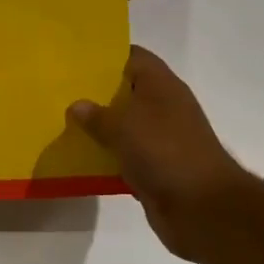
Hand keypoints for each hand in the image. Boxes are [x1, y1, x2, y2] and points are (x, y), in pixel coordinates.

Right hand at [68, 46, 255, 259]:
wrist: (202, 208)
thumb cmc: (164, 152)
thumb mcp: (124, 127)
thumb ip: (98, 115)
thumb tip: (77, 105)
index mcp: (162, 86)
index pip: (133, 57)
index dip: (106, 56)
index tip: (75, 60)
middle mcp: (164, 108)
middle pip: (127, 92)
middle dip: (96, 93)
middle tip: (61, 92)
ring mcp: (162, 139)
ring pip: (125, 126)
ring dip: (100, 128)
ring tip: (63, 123)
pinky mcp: (156, 168)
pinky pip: (126, 156)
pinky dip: (107, 157)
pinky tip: (80, 157)